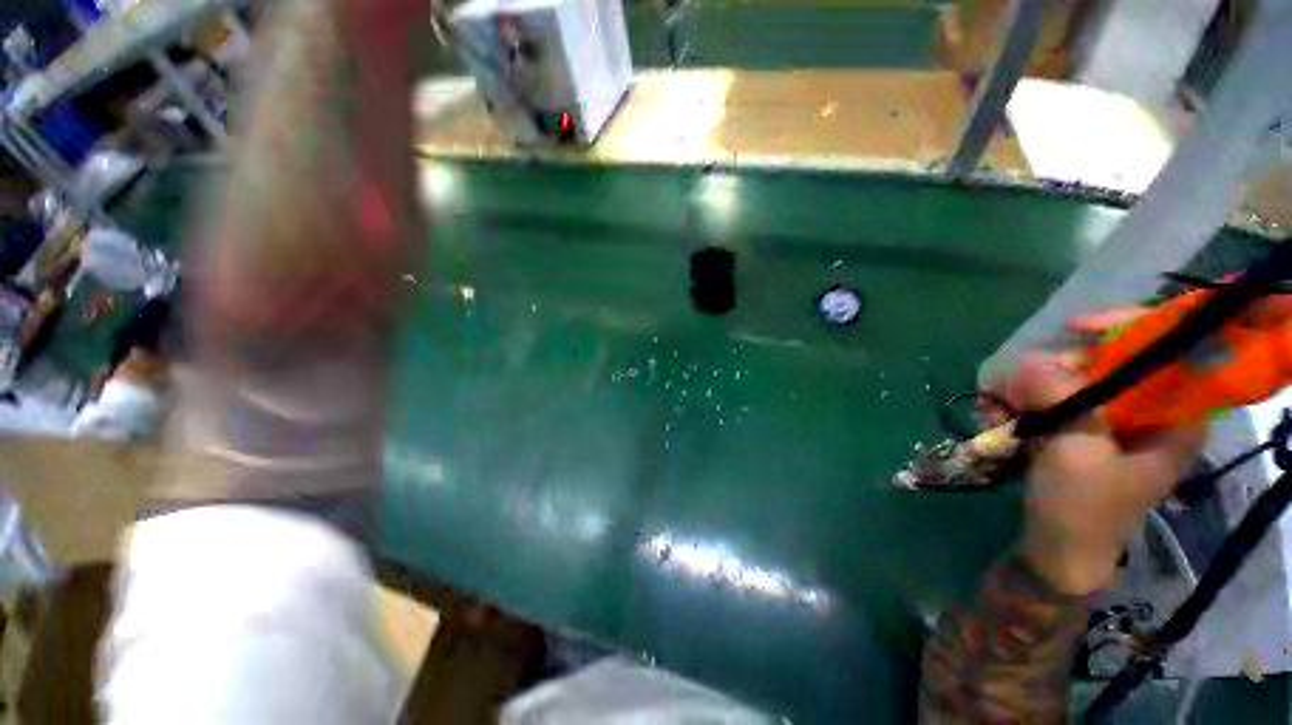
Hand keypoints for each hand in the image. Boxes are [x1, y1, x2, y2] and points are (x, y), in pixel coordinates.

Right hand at [986, 312, 1205, 594]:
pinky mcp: (1075, 433)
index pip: (1161, 353)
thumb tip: (1027, 361)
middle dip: (1052, 371)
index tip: (1070, 329)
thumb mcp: (1075, 452)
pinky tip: (994, 418)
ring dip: (1024, 391)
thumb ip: (1060, 400)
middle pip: (1103, 365)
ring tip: (994, 411)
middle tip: (1012, 386)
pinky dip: (1016, 405)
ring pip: (1065, 383)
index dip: (1121, 332)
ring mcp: (1107, 424)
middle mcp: (1144, 415)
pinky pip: (1045, 402)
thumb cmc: (1081, 511)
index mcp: (1171, 420)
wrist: (1056, 554)